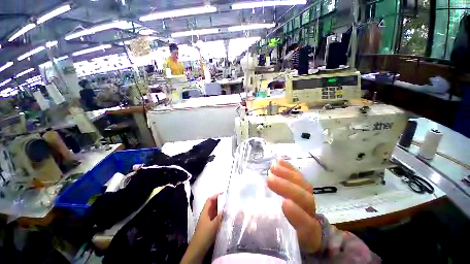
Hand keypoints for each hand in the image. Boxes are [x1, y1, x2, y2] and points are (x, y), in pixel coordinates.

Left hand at [181, 193, 221, 263]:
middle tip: (228, 199)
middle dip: (220, 201)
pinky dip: (220, 214)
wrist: (198, 248)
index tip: (223, 193)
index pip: (210, 200)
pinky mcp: (210, 225)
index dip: (216, 195)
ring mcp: (208, 220)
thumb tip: (227, 208)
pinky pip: (216, 216)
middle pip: (213, 204)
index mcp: (205, 212)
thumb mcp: (214, 224)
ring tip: (229, 205)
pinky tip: (226, 216)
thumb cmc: (205, 235)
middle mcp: (206, 214)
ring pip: (215, 210)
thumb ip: (220, 216)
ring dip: (220, 208)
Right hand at [267, 159, 321, 252]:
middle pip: (306, 201)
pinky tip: (280, 161)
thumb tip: (240, 216)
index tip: (284, 204)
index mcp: (306, 235)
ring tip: (273, 167)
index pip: (308, 227)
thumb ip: (258, 229)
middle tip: (270, 179)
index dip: (298, 216)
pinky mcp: (304, 189)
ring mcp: (308, 200)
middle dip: (288, 188)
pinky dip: (290, 168)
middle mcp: (310, 216)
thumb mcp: (269, 236)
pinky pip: (300, 177)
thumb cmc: (281, 234)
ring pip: (304, 186)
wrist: (300, 231)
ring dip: (288, 175)